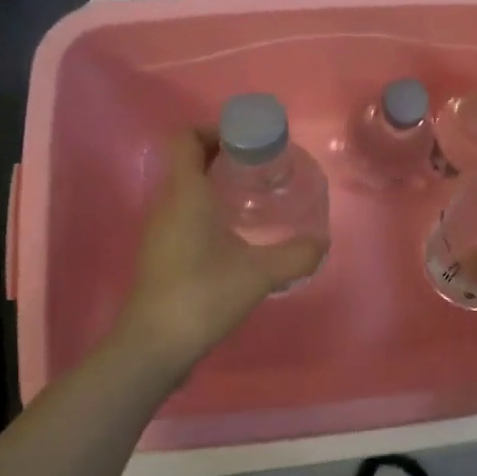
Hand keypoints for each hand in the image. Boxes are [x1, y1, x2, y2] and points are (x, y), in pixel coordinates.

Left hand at [114, 128, 326, 378]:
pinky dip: (207, 208)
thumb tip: (322, 242)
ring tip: (252, 195)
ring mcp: (159, 230)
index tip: (247, 140)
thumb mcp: (259, 273)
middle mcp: (167, 204)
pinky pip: (183, 213)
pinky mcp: (160, 253)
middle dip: (222, 155)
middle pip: (188, 161)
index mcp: (185, 194)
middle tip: (260, 165)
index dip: (213, 129)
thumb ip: (295, 255)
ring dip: (214, 182)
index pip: (185, 138)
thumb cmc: (202, 295)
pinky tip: (234, 232)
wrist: (154, 346)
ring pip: (185, 188)